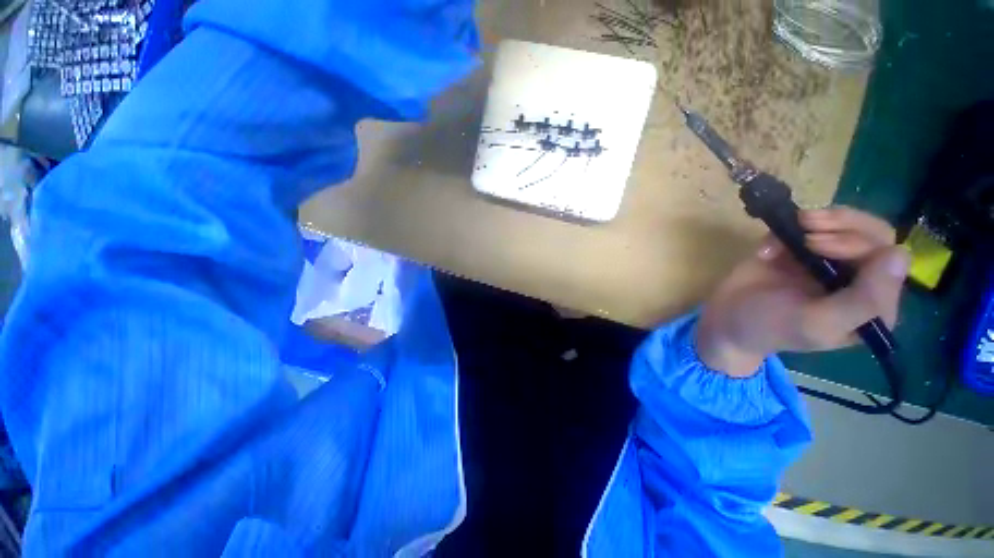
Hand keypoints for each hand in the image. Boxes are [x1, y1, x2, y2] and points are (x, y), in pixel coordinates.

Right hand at [695, 207, 909, 376]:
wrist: (725, 319)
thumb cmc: (769, 328)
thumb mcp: (816, 323)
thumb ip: (862, 299)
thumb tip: (900, 254)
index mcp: (870, 303)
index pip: (887, 258)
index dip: (858, 242)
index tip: (815, 244)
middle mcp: (856, 278)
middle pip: (872, 234)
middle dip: (842, 226)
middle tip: (805, 234)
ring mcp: (828, 261)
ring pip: (848, 224)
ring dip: (822, 219)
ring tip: (795, 224)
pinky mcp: (800, 250)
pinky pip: (808, 226)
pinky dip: (788, 229)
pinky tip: (767, 250)